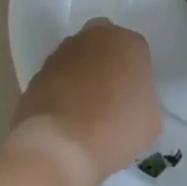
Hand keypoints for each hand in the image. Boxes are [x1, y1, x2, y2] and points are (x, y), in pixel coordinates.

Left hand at [14, 19, 163, 185]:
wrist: (58, 147)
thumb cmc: (115, 129)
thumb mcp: (150, 120)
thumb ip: (142, 99)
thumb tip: (128, 102)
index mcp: (128, 43)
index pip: (136, 50)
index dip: (135, 74)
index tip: (133, 97)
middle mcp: (93, 38)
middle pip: (103, 43)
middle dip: (106, 62)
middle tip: (110, 96)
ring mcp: (60, 54)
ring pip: (76, 58)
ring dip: (80, 75)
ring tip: (84, 112)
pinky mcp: (36, 74)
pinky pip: (55, 79)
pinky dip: (60, 92)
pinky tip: (64, 119)